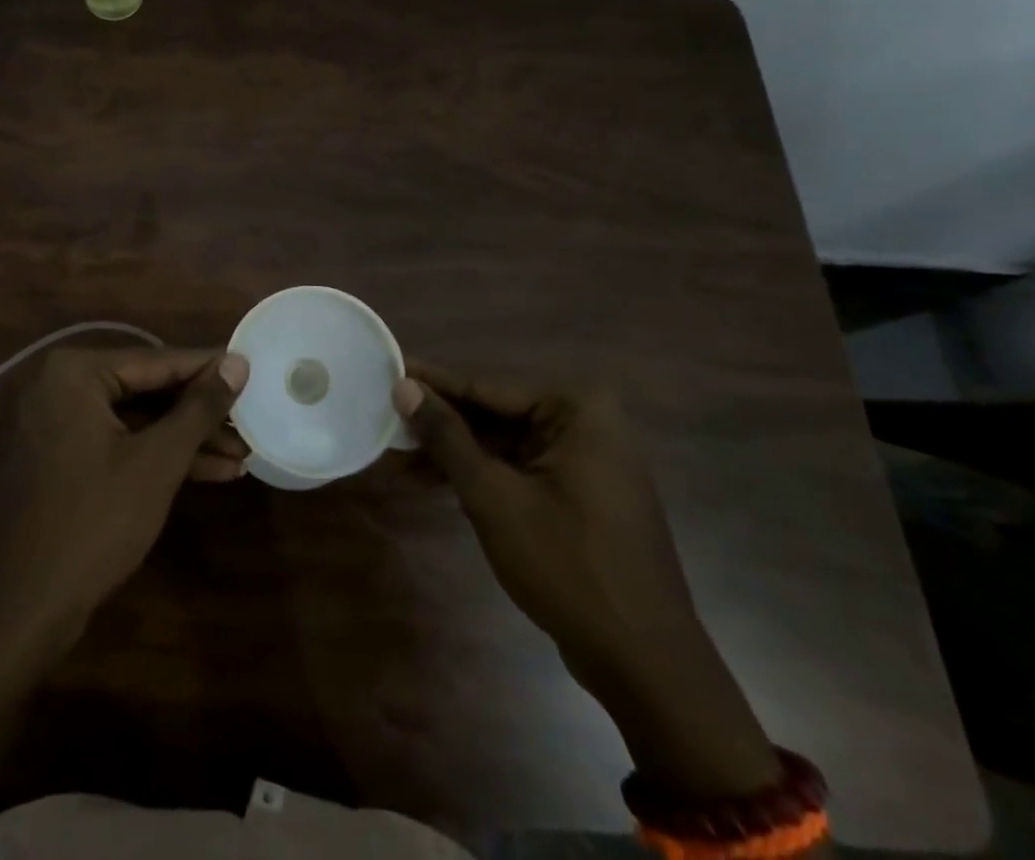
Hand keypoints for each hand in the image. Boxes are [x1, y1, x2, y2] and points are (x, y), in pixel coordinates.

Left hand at [0, 347, 247, 647]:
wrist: (22, 610)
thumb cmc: (94, 522)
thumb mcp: (158, 460)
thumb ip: (200, 407)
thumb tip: (237, 361)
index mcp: (77, 373)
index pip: (158, 360)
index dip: (209, 368)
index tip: (251, 369)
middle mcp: (63, 387)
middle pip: (149, 390)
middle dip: (201, 414)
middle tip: (250, 420)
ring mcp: (59, 425)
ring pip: (138, 421)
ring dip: (187, 439)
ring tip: (242, 454)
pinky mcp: (63, 460)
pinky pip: (120, 444)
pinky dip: (159, 457)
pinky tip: (210, 472)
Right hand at [393, 363, 780, 798]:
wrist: (646, 664)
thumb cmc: (568, 566)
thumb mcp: (494, 497)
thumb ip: (447, 437)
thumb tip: (404, 387)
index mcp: (577, 408)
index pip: (487, 386)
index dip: (433, 383)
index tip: (389, 371)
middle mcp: (587, 422)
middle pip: (496, 413)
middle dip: (442, 424)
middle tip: (388, 421)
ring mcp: (589, 459)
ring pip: (505, 443)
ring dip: (457, 454)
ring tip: (401, 458)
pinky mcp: (584, 492)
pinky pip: (522, 468)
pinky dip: (483, 475)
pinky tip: (437, 483)